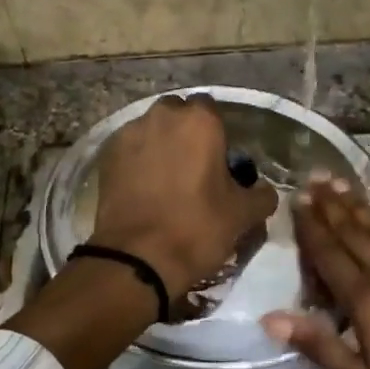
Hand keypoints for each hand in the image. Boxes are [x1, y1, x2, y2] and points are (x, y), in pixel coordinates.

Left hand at [89, 94, 278, 301]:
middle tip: (194, 168)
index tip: (220, 161)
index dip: (217, 134)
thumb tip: (263, 190)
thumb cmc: (197, 228)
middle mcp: (162, 116)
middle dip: (186, 134)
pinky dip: (138, 162)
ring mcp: (129, 134)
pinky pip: (130, 150)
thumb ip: (261, 194)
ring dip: (160, 146)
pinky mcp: (106, 156)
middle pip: (178, 115)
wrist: (137, 258)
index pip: (212, 110)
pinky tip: (144, 189)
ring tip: (166, 180)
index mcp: (200, 121)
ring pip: (151, 130)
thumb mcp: (243, 215)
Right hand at [261, 177, 369, 368]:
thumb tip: (271, 317)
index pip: (330, 256)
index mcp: (367, 303)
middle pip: (355, 234)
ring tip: (341, 182)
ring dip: (361, 204)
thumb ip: (320, 345)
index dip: (311, 228)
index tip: (296, 201)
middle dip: (332, 206)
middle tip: (314, 178)